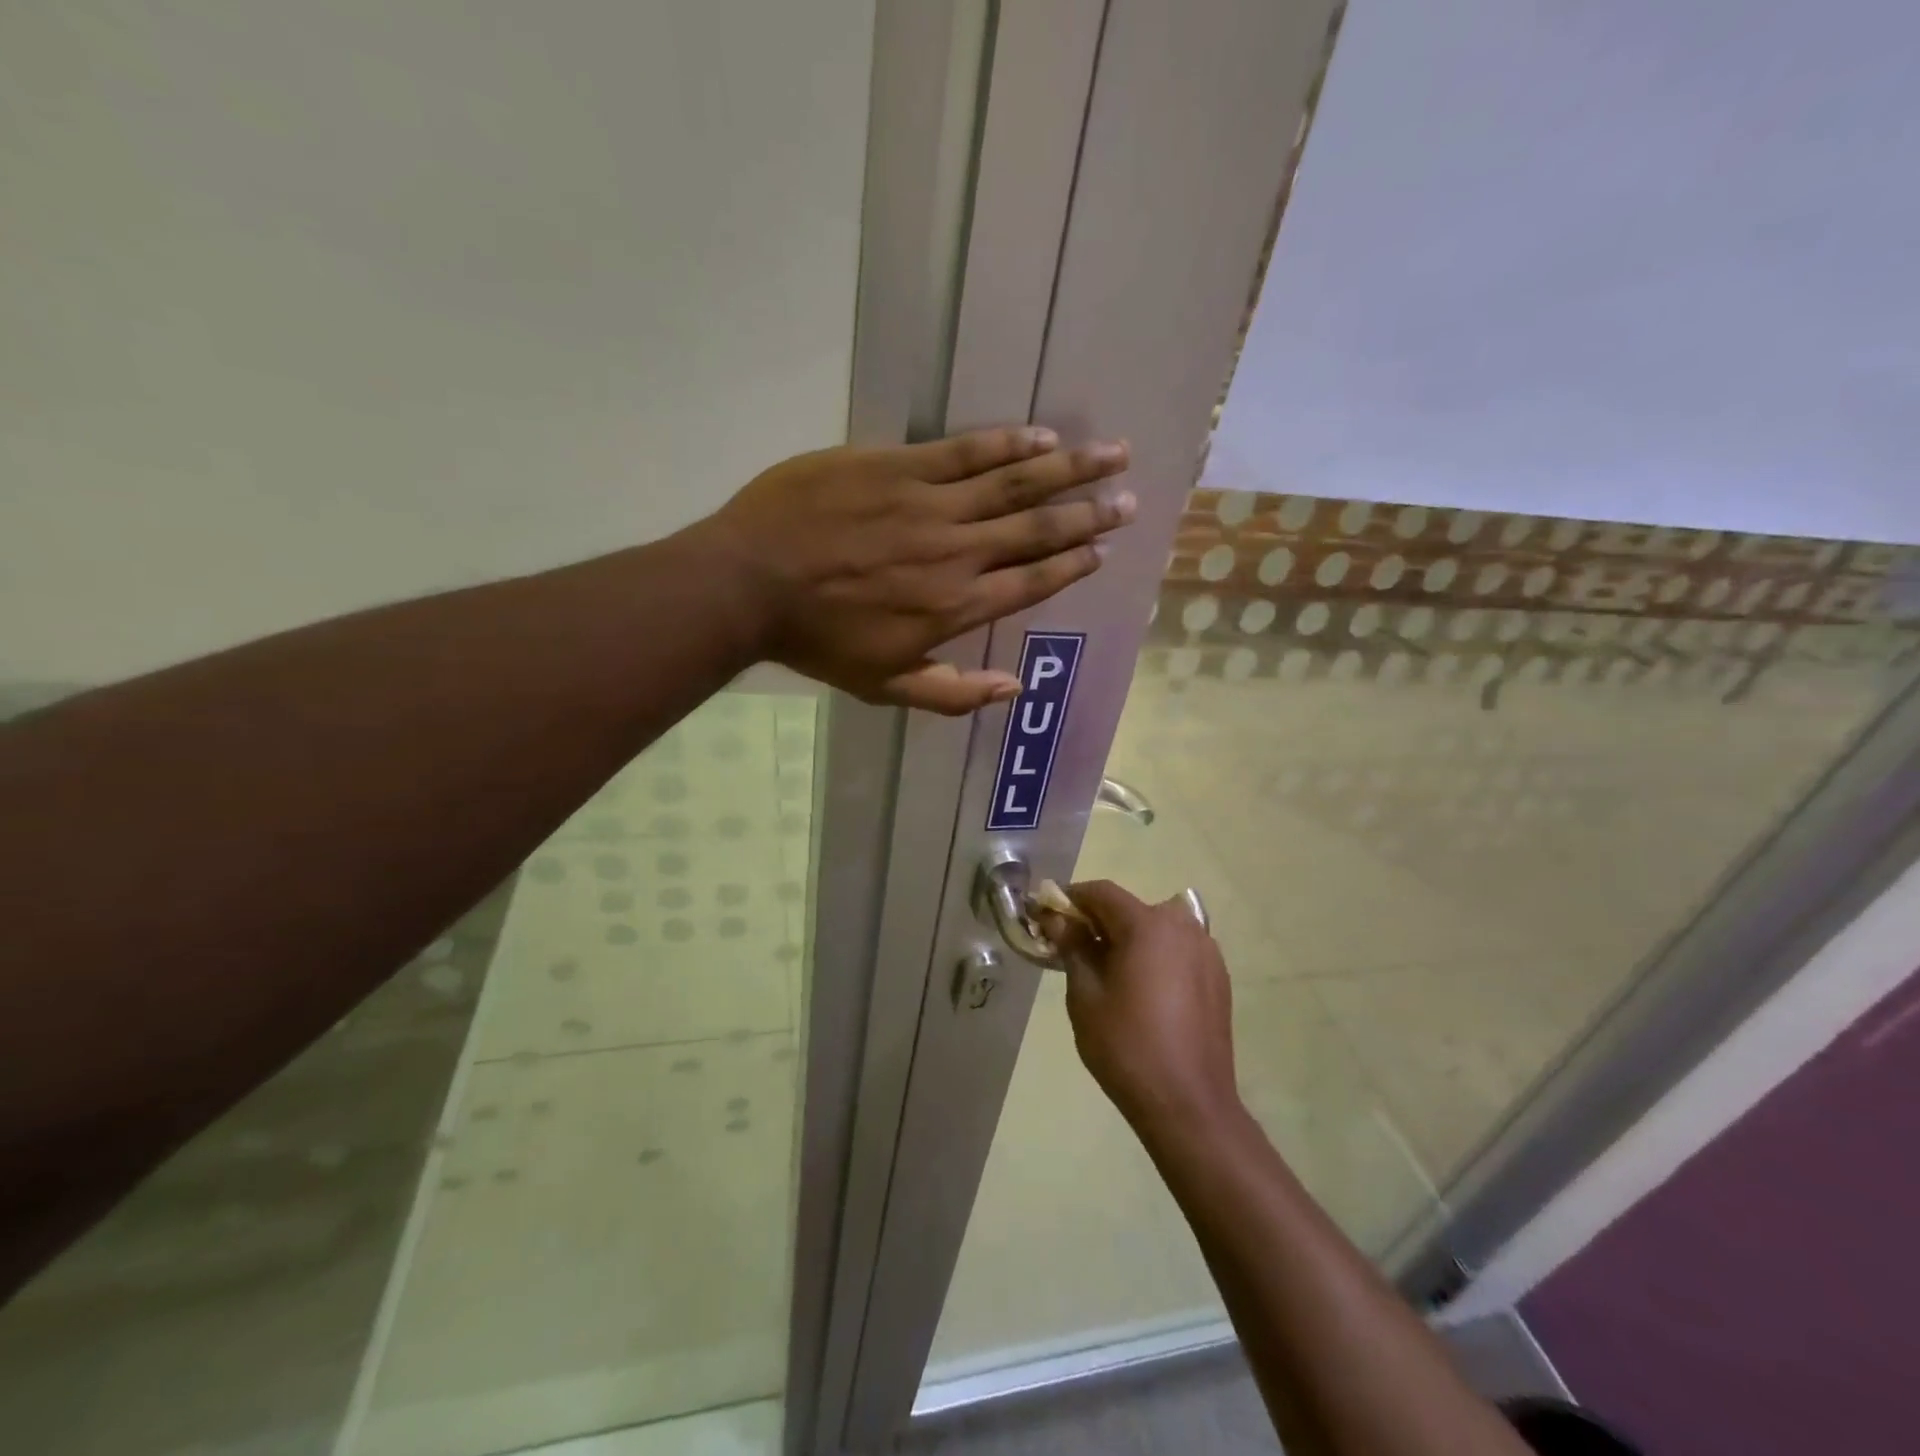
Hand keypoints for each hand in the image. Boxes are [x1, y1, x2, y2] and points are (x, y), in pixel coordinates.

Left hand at [694, 426, 1132, 712]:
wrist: (750, 582)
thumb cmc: (818, 641)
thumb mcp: (884, 687)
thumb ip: (952, 694)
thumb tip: (1014, 691)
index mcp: (956, 606)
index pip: (1031, 581)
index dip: (1071, 564)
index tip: (1102, 549)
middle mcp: (957, 552)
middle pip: (1036, 528)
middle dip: (1089, 513)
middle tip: (1130, 499)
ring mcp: (930, 504)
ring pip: (1014, 482)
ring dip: (1068, 469)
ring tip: (1112, 455)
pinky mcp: (898, 466)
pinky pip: (965, 451)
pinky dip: (1008, 443)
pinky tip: (1042, 436)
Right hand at [1039, 880, 1242, 1136]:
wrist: (1189, 1105)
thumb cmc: (1126, 1046)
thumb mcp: (1085, 995)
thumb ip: (1073, 947)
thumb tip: (1058, 919)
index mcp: (1149, 925)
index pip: (1102, 893)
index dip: (1071, 899)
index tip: (1048, 915)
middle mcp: (1184, 927)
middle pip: (1131, 909)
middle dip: (1100, 922)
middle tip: (1074, 949)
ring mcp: (1207, 952)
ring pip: (1157, 929)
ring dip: (1129, 939)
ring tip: (1108, 972)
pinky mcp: (1218, 978)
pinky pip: (1178, 951)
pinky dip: (1155, 957)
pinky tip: (1142, 991)